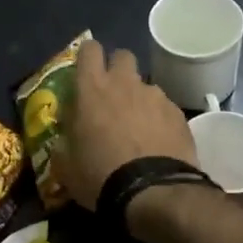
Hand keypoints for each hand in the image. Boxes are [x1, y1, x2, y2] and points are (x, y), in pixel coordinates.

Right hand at [55, 37, 196, 209]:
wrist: (153, 193)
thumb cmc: (100, 175)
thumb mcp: (66, 165)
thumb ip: (64, 142)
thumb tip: (64, 138)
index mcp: (92, 90)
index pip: (89, 49)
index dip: (87, 56)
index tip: (85, 71)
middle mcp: (124, 84)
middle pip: (122, 56)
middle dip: (117, 68)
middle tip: (112, 94)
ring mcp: (155, 96)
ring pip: (145, 84)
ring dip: (139, 98)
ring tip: (138, 126)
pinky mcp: (178, 114)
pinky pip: (164, 107)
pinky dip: (159, 118)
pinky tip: (157, 141)